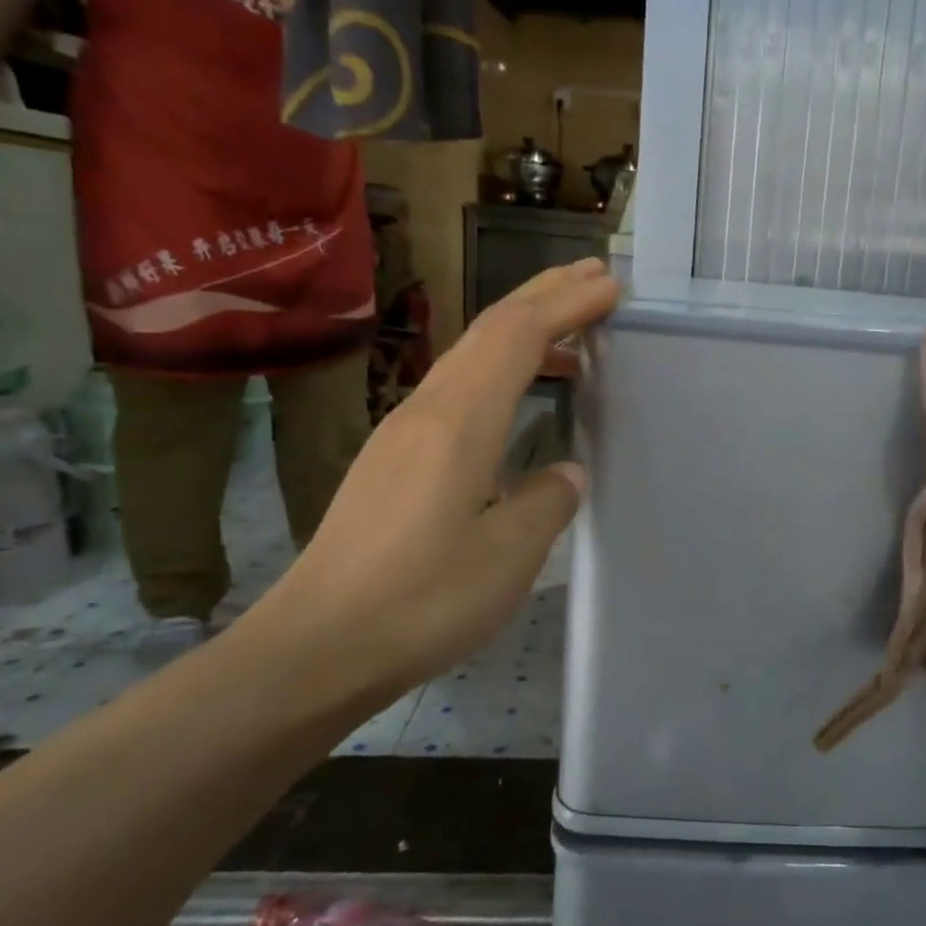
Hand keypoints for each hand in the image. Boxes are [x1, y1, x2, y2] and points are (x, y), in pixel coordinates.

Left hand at [253, 259, 619, 708]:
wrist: (316, 646)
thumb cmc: (420, 602)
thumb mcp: (507, 556)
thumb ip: (547, 502)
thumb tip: (564, 472)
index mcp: (459, 423)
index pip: (518, 337)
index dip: (566, 305)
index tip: (609, 287)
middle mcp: (426, 410)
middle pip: (488, 330)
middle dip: (543, 296)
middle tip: (594, 278)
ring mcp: (402, 433)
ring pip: (469, 357)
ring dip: (521, 333)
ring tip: (571, 337)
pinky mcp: (392, 460)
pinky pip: (456, 390)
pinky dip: (499, 373)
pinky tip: (517, 402)